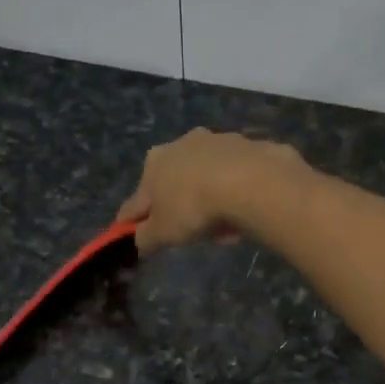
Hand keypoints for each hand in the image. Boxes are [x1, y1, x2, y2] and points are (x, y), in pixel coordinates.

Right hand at [115, 127, 307, 255]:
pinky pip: (236, 179)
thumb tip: (139, 241)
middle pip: (176, 185)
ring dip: (211, 202)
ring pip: (207, 180)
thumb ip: (145, 238)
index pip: (138, 199)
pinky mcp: (248, 147)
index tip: (137, 234)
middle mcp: (182, 143)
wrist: (249, 182)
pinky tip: (243, 214)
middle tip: (192, 234)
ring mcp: (218, 142)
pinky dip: (236, 195)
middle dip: (181, 209)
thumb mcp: (162, 233)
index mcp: (154, 162)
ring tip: (223, 229)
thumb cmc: (193, 206)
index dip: (135, 220)